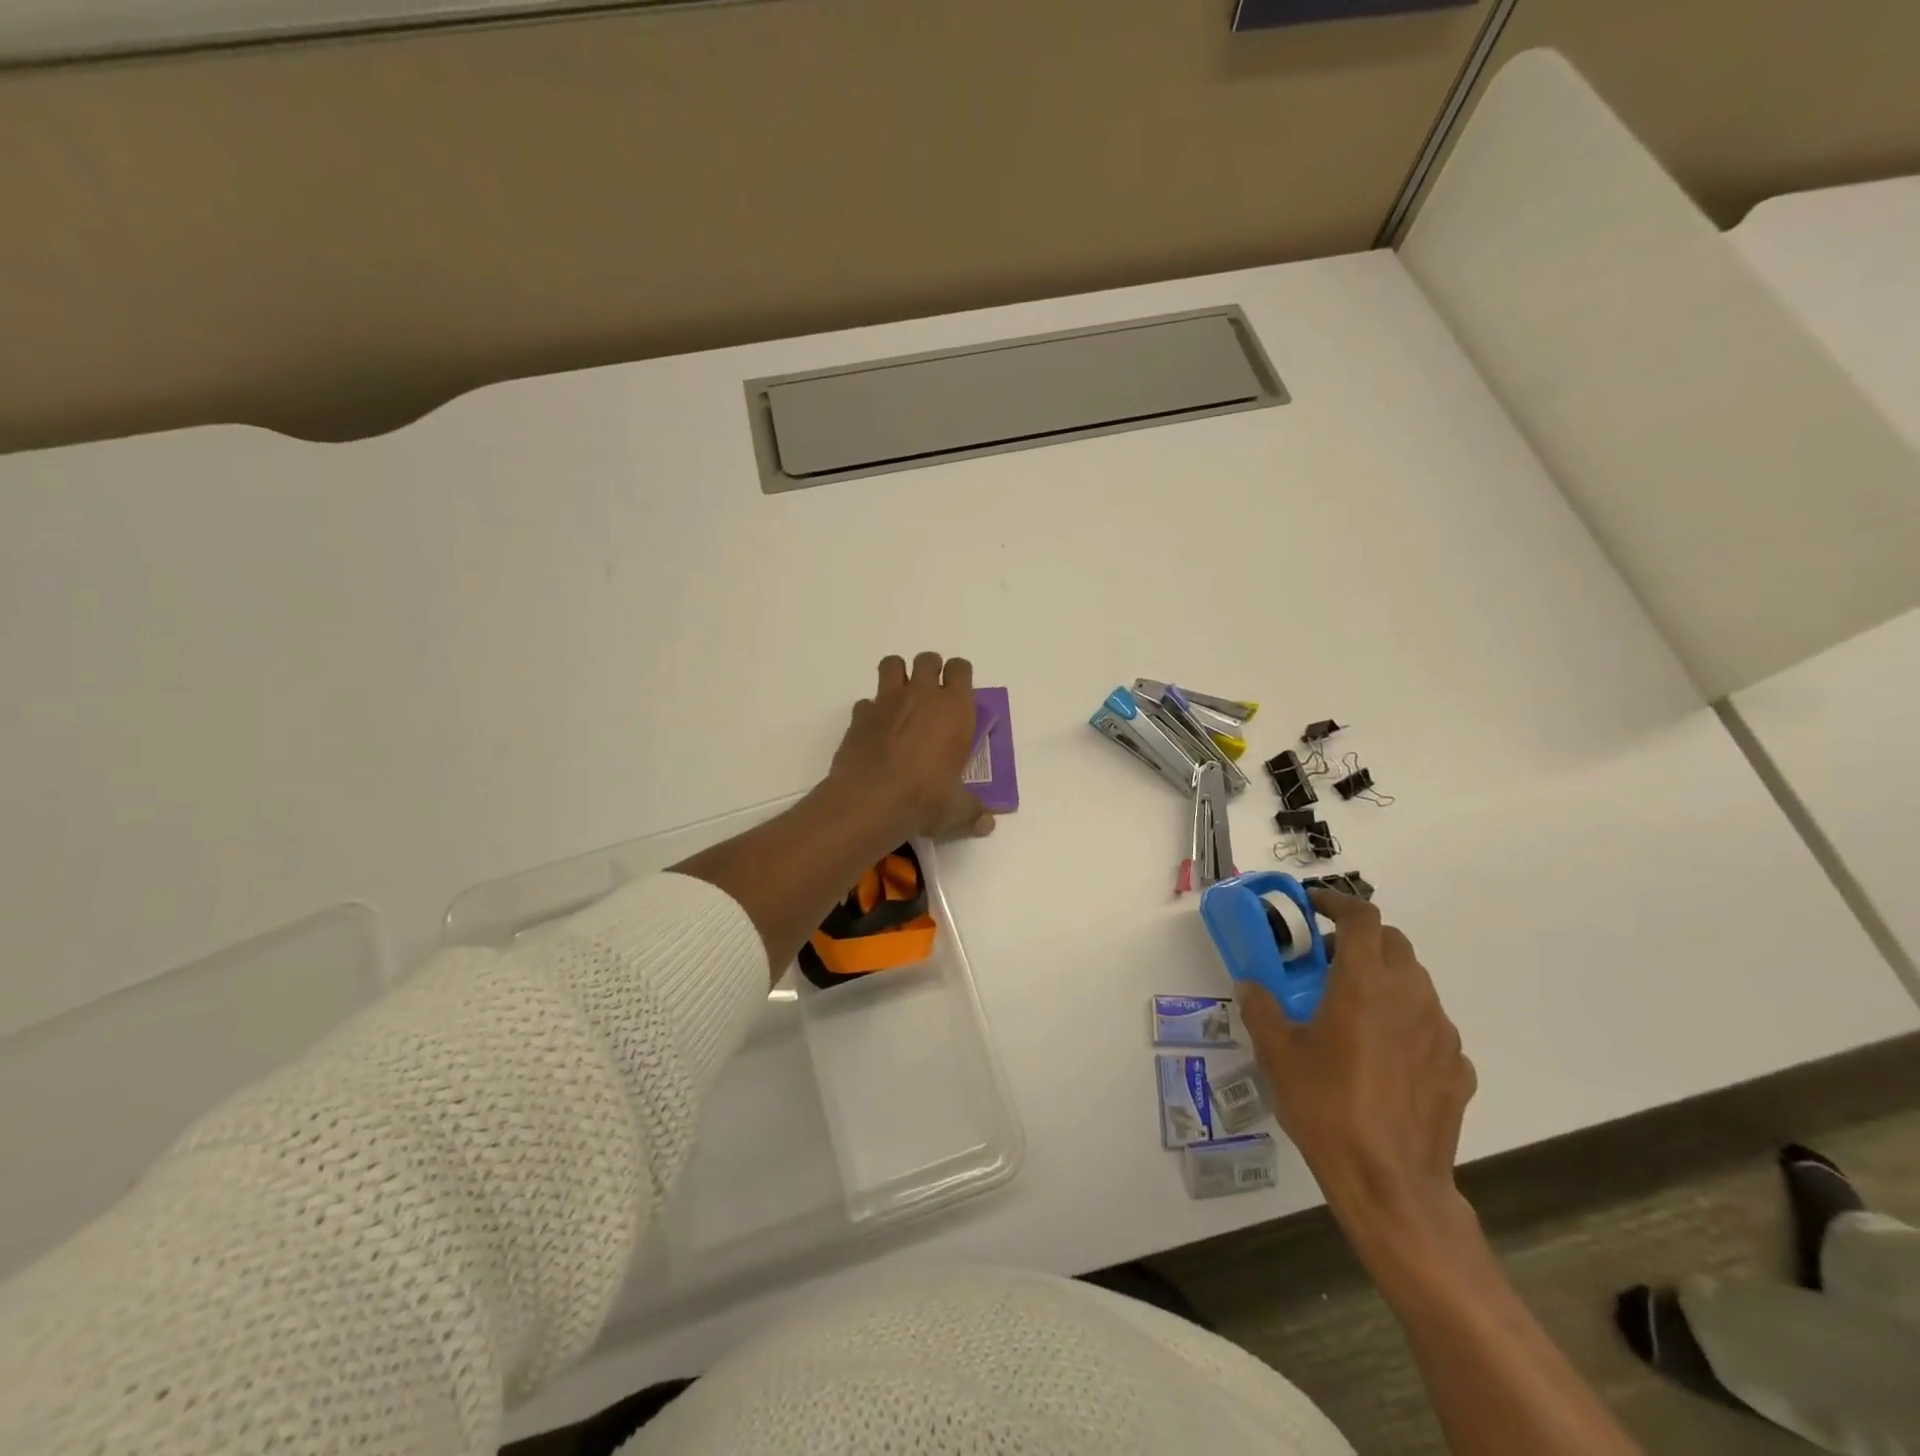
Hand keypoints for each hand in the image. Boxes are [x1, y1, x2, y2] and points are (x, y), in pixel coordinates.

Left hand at [829, 652, 994, 841]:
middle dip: (931, 671)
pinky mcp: (859, 715)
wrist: (871, 801)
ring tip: (901, 701)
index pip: (961, 669)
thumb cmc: (925, 798)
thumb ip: (973, 811)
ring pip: (892, 664)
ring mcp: (886, 701)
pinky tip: (875, 731)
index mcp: (954, 708)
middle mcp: (921, 694)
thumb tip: (987, 824)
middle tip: (931, 698)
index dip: (960, 677)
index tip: (959, 695)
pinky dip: (871, 711)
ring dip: (898, 675)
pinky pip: (866, 701)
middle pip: (928, 659)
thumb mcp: (956, 809)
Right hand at [1241, 889, 1475, 1237]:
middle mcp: (1410, 996)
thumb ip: (1261, 1009)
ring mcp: (1441, 1032)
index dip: (1337, 902)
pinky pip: (1430, 1025)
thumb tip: (1250, 985)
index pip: (1361, 916)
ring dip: (1384, 978)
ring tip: (1352, 1008)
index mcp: (1364, 983)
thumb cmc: (1327, 1107)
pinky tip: (1383, 1055)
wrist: (1391, 1183)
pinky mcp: (1458, 1067)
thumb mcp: (1277, 1054)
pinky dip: (1405, 1021)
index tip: (1313, 906)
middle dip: (1360, 938)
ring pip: (1415, 982)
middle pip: (1393, 942)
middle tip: (1326, 960)